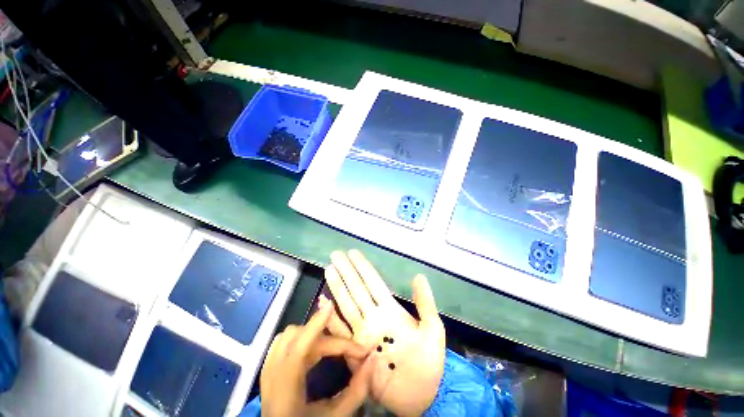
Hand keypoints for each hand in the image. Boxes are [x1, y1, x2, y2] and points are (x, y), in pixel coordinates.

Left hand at [260, 303, 376, 416]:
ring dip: (311, 334)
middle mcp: (270, 378)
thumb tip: (371, 360)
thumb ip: (356, 391)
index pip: (298, 349)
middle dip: (325, 336)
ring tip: (331, 346)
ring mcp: (266, 372)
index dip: (315, 325)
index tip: (333, 308)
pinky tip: (313, 348)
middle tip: (347, 347)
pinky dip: (301, 338)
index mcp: (284, 392)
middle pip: (295, 338)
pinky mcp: (267, 370)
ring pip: (288, 336)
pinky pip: (283, 342)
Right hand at [323, 250, 445, 415]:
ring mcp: (363, 333)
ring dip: (337, 287)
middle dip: (346, 271)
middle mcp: (373, 316)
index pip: (373, 282)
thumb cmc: (429, 362)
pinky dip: (331, 318)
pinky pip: (340, 331)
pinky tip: (323, 303)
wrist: (420, 397)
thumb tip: (419, 275)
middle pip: (357, 288)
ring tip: (329, 270)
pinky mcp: (354, 351)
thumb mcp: (433, 330)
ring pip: (347, 304)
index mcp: (390, 309)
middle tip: (336, 255)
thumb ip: (425, 303)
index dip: (363, 267)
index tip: (353, 253)